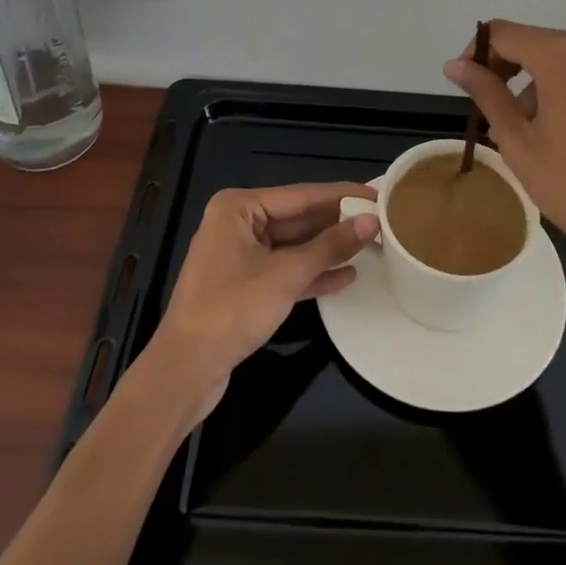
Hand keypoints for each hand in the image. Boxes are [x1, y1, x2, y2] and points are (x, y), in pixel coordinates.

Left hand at [146, 182, 378, 415]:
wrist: (185, 372)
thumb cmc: (231, 310)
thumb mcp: (286, 275)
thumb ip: (330, 246)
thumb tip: (371, 221)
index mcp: (238, 207)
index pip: (302, 195)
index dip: (342, 195)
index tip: (377, 193)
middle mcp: (237, 224)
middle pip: (298, 219)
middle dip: (337, 223)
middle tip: (380, 220)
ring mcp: (240, 256)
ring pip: (294, 246)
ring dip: (328, 249)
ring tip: (371, 246)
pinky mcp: (245, 286)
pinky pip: (285, 270)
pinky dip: (312, 274)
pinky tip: (346, 276)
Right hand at [444, 21, 565, 298]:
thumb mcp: (518, 142)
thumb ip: (486, 94)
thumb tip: (455, 65)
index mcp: (561, 55)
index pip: (502, 33)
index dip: (476, 54)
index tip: (465, 86)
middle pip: (533, 43)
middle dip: (505, 71)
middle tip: (490, 114)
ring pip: (559, 59)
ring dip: (534, 84)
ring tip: (525, 133)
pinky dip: (563, 89)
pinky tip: (560, 132)